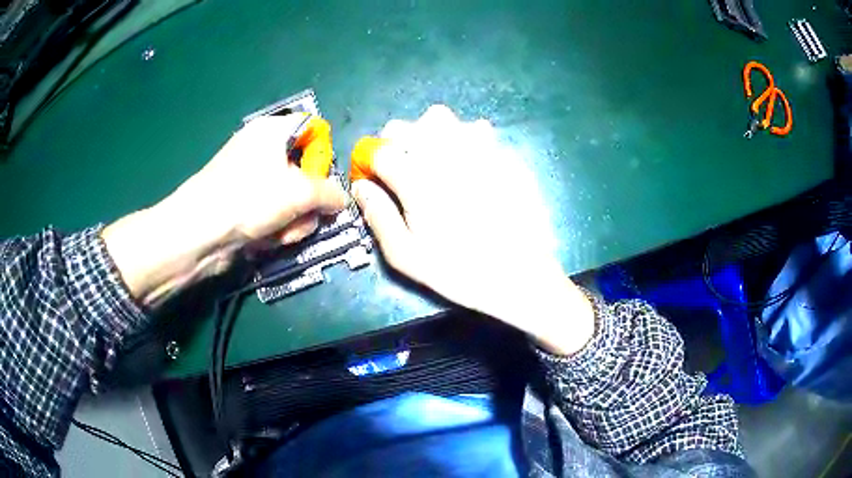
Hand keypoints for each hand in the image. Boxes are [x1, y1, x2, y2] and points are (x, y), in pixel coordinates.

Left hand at [103, 114, 346, 305]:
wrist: (200, 234)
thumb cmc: (249, 199)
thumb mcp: (300, 192)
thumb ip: (331, 193)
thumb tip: (343, 199)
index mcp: (273, 130)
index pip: (312, 129)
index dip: (323, 154)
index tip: (325, 179)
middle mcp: (261, 149)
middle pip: (304, 169)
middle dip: (308, 200)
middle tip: (304, 215)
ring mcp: (250, 178)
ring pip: (290, 197)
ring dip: (294, 220)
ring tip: (281, 232)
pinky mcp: (243, 204)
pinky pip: (273, 212)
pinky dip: (276, 227)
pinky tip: (268, 238)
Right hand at [352, 105, 594, 354]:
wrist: (522, 274)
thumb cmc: (460, 270)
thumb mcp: (407, 256)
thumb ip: (378, 216)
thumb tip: (361, 187)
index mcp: (416, 178)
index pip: (379, 150)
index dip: (370, 162)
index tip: (374, 178)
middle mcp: (445, 152)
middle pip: (408, 125)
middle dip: (396, 143)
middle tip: (403, 167)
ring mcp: (479, 148)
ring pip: (442, 118)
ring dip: (430, 133)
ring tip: (437, 160)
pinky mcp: (504, 153)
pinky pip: (476, 131)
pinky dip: (465, 140)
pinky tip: (474, 167)